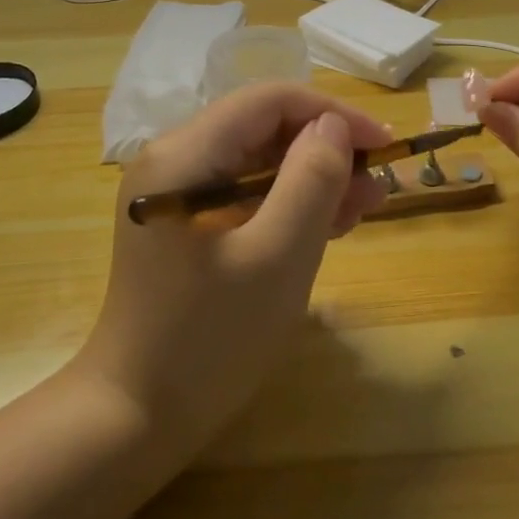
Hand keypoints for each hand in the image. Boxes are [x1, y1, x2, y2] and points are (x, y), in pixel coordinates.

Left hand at [75, 84, 393, 451]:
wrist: (134, 417)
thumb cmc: (209, 338)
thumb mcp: (277, 256)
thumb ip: (310, 179)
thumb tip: (332, 127)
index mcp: (184, 154)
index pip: (270, 100)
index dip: (333, 113)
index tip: (384, 144)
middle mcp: (173, 159)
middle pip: (264, 129)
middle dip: (326, 151)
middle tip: (380, 188)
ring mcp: (175, 192)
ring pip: (259, 161)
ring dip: (313, 179)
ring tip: (364, 210)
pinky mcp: (183, 223)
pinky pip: (245, 194)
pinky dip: (288, 204)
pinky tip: (328, 226)